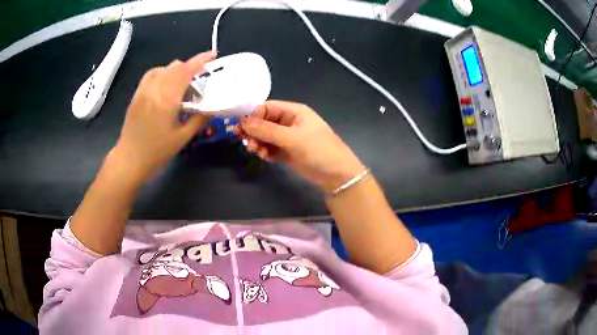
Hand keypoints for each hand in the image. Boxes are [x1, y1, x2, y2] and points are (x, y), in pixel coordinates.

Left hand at [111, 51, 215, 183]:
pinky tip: (165, 86)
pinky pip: (151, 75)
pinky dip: (162, 74)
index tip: (212, 55)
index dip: (200, 60)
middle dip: (190, 67)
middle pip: (175, 66)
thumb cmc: (157, 152)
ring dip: (176, 71)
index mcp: (167, 99)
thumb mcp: (182, 138)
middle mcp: (154, 89)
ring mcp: (143, 90)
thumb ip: (199, 119)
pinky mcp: (137, 94)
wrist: (129, 159)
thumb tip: (215, 108)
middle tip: (199, 79)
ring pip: (163, 68)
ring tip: (182, 84)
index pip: (186, 71)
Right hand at [240, 100, 364, 192]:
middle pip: (264, 122)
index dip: (252, 116)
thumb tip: (243, 122)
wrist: (337, 175)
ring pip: (265, 136)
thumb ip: (267, 130)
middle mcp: (289, 121)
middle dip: (254, 131)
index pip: (266, 107)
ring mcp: (288, 137)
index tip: (241, 128)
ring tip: (257, 152)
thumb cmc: (318, 150)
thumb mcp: (292, 138)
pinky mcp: (287, 151)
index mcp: (294, 111)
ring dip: (258, 143)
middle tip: (247, 143)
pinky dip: (265, 151)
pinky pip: (270, 147)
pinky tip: (265, 157)